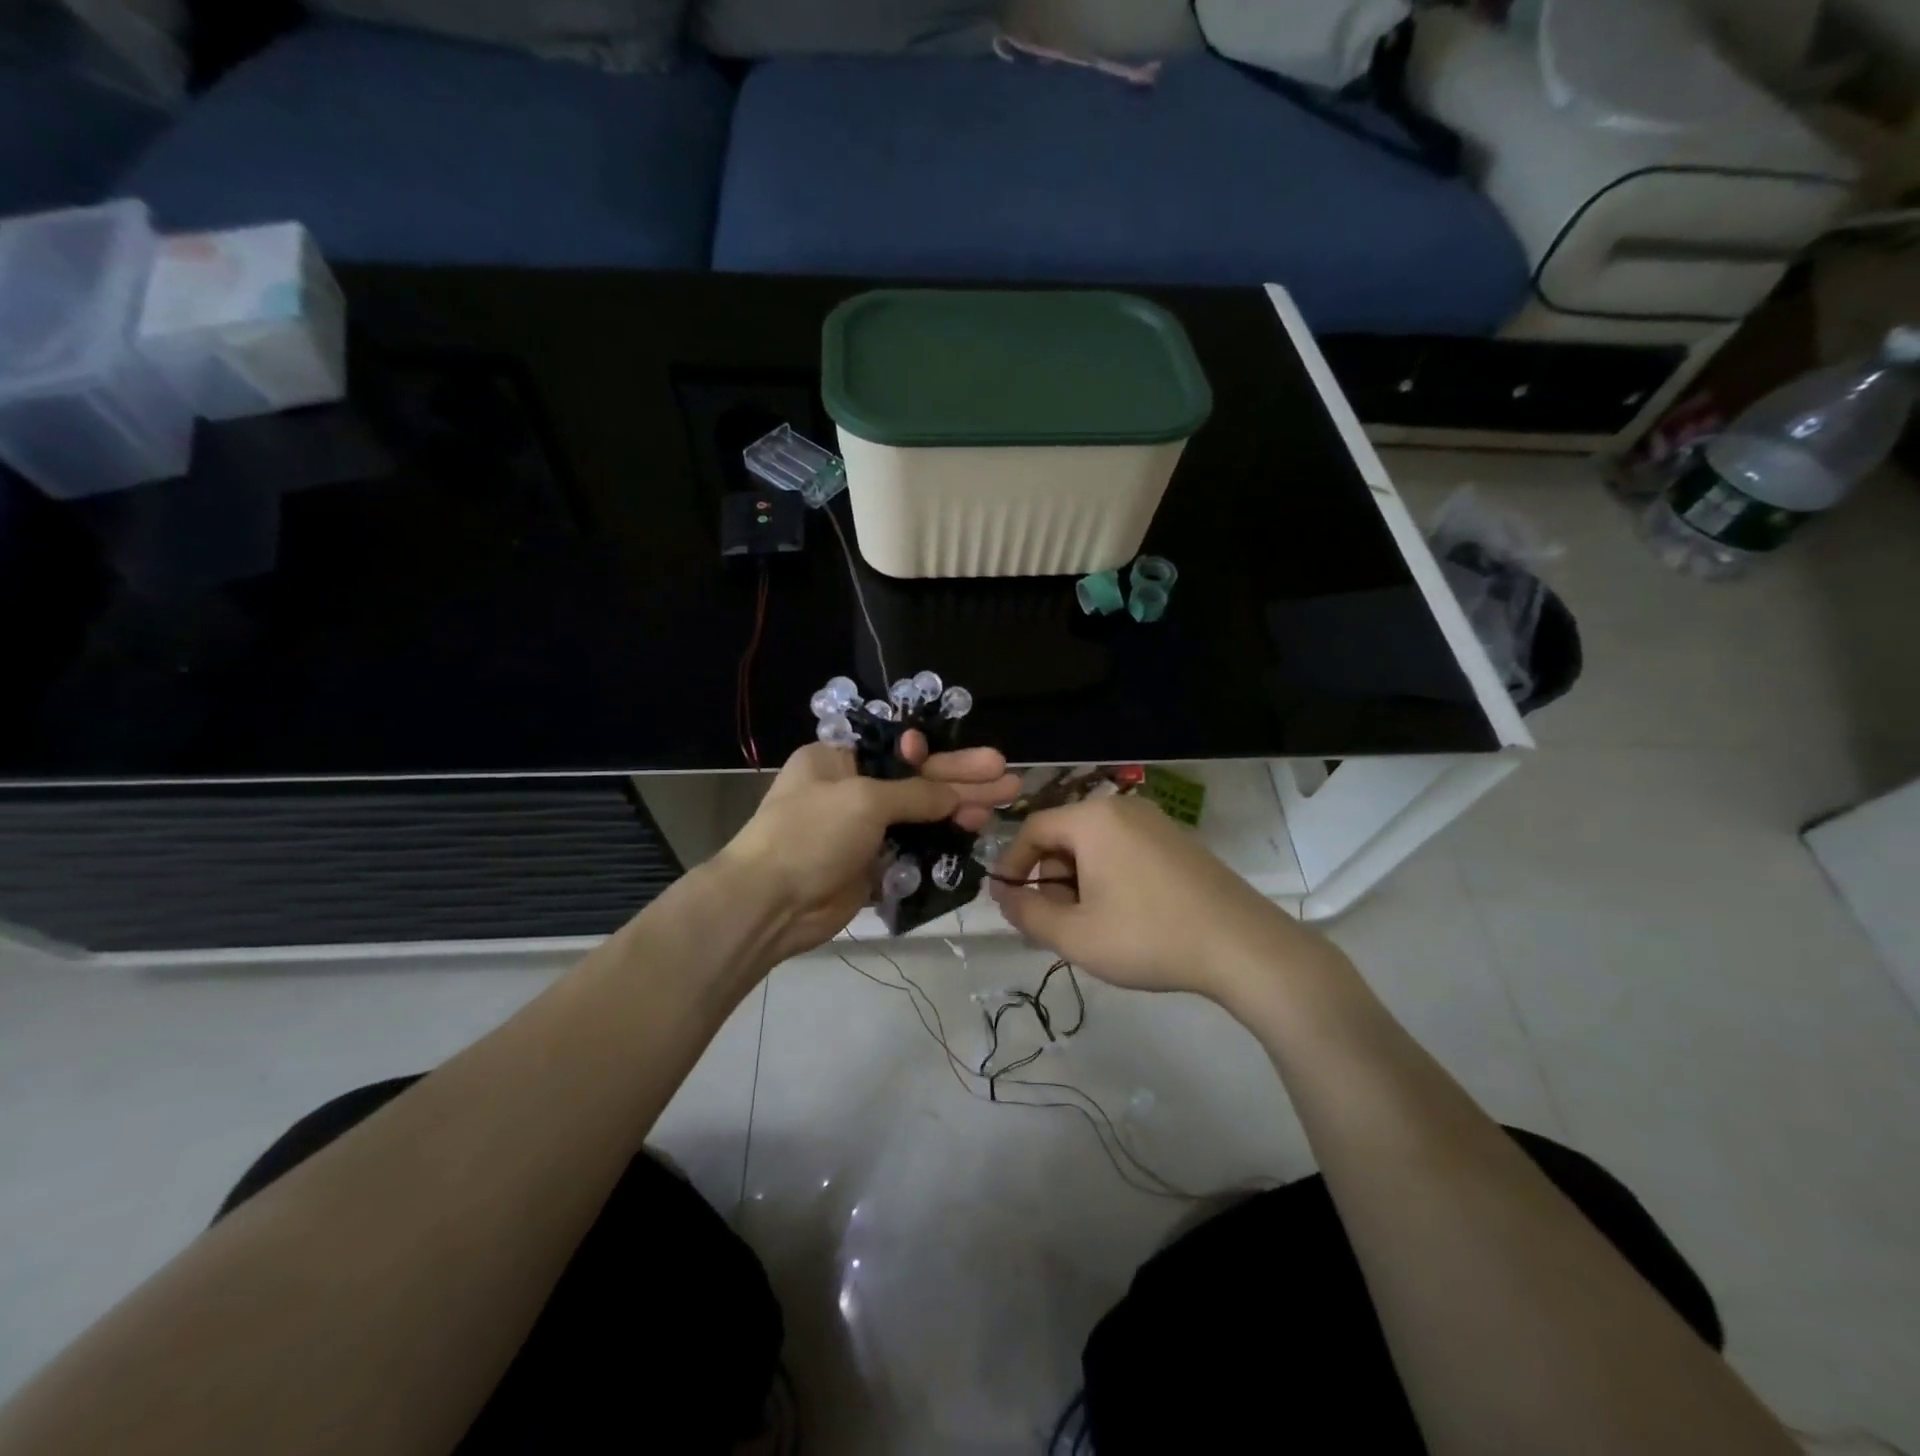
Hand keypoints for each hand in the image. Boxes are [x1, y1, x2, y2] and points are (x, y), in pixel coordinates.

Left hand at [719, 733, 1019, 963]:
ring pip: (921, 814)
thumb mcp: (865, 800)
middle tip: (1007, 776)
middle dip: (962, 778)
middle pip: (917, 779)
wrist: (770, 904)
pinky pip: (915, 846)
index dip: (939, 753)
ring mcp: (863, 829)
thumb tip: (956, 794)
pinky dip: (943, 840)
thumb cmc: (811, 834)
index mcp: (839, 759)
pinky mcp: (873, 864)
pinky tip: (975, 832)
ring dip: (959, 807)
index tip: (974, 758)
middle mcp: (852, 788)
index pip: (898, 748)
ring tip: (1005, 802)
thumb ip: (917, 794)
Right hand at [988, 796, 1345, 1003]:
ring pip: (1095, 846)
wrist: (1243, 946)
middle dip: (1050, 879)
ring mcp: (1156, 822)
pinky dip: (1109, 878)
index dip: (1012, 865)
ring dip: (1079, 882)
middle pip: (1065, 836)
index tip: (1006, 901)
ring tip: (1091, 926)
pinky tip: (1124, 917)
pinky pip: (1125, 850)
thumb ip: (1027, 913)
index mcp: (1092, 819)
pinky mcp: (1178, 841)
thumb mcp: (1075, 935)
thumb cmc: (1148, 936)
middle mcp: (1122, 809)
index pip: (1033, 829)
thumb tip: (1004, 896)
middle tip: (1055, 924)